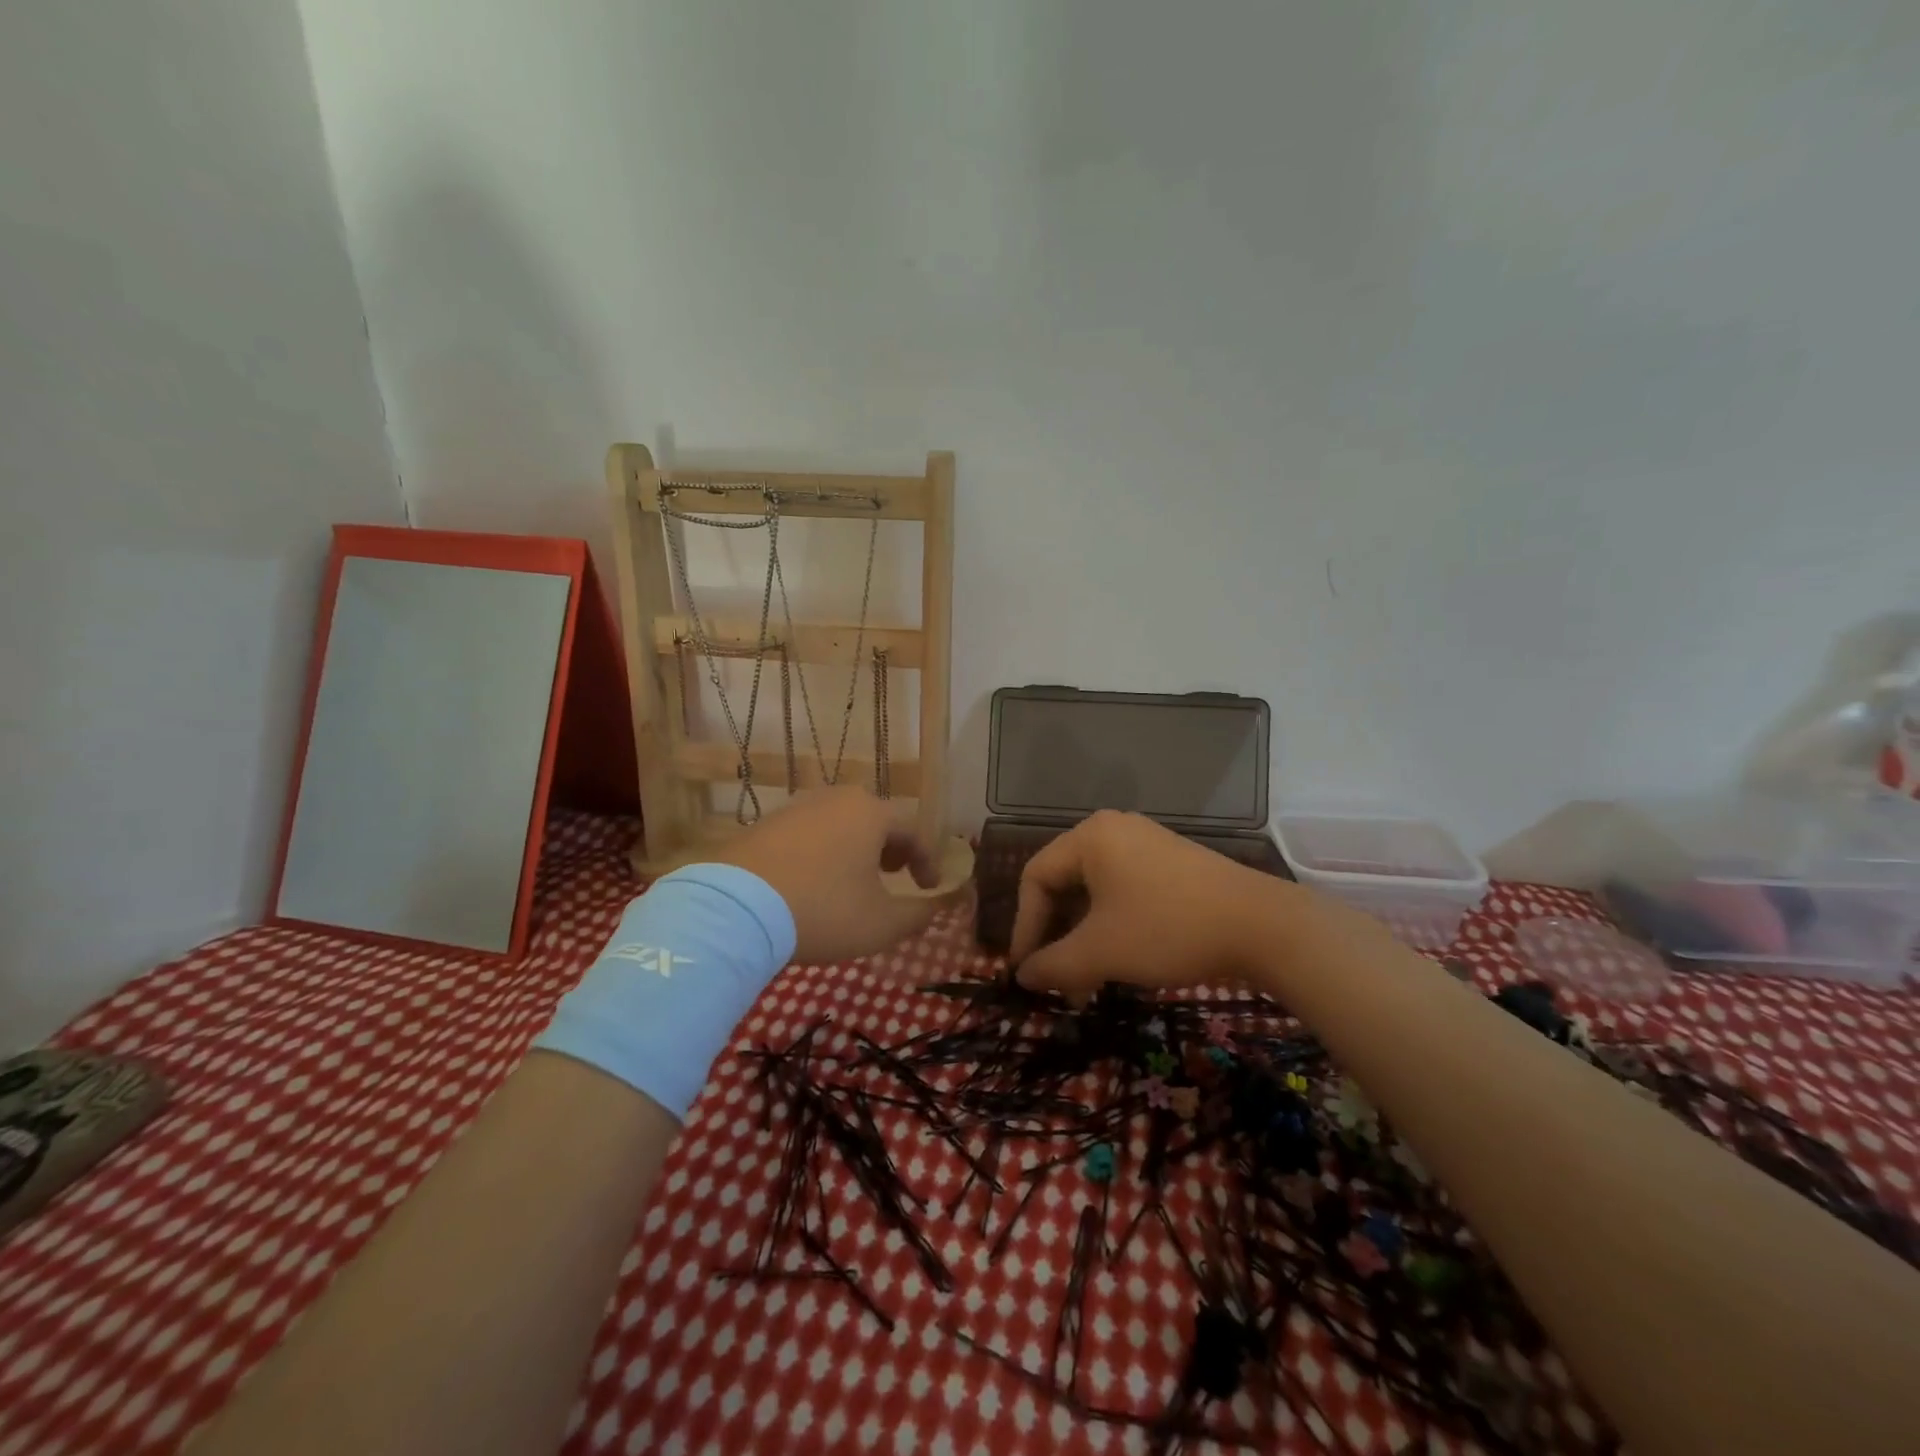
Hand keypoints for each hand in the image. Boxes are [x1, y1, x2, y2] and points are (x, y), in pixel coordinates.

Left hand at [711, 787, 940, 961]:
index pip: (913, 830)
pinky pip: (808, 834)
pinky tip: (813, 882)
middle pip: (875, 819)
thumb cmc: (822, 911)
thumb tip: (934, 907)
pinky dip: (822, 853)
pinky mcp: (764, 825)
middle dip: (891, 847)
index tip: (930, 887)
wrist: (734, 910)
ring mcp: (796, 808)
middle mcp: (835, 799)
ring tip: (854, 881)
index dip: (927, 860)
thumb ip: (917, 914)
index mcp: (870, 813)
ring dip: (855, 849)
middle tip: (894, 874)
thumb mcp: (881, 924)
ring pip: (840, 824)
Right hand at [1010, 810, 1292, 993]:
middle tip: (1057, 980)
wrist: (1262, 926)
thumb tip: (1023, 977)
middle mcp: (1113, 830)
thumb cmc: (1168, 930)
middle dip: (1057, 938)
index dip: (1024, 927)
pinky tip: (1120, 961)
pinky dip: (1111, 927)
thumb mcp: (1101, 952)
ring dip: (1084, 939)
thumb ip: (1052, 965)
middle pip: (1064, 884)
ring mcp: (1145, 844)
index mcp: (1089, 837)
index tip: (1025, 972)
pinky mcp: (1170, 863)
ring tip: (1088, 983)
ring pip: (1095, 893)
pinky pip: (1123, 891)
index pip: (1035, 878)